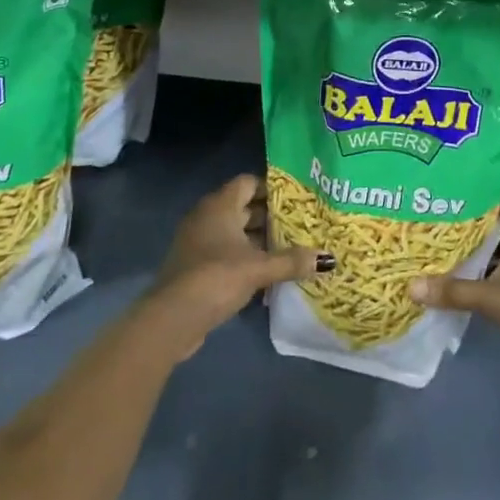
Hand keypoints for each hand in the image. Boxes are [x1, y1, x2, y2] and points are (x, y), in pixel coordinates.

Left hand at [145, 174, 326, 360]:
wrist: (172, 318)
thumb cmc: (216, 277)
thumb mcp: (259, 268)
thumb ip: (291, 261)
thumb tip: (327, 259)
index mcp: (220, 205)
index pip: (248, 182)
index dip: (271, 188)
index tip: (296, 200)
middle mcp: (207, 216)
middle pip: (243, 207)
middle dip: (269, 217)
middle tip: (299, 225)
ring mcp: (198, 242)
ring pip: (234, 232)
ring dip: (258, 240)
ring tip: (289, 249)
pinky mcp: (195, 266)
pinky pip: (225, 252)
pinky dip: (244, 257)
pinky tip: (266, 273)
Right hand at [408, 206, 499, 394]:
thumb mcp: (495, 297)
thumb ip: (455, 292)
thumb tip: (411, 286)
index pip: (494, 204)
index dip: (470, 199)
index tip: (440, 197)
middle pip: (489, 232)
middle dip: (461, 231)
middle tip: (425, 225)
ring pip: (491, 259)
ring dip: (468, 259)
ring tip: (431, 253)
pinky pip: (495, 282)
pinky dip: (477, 282)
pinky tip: (452, 286)